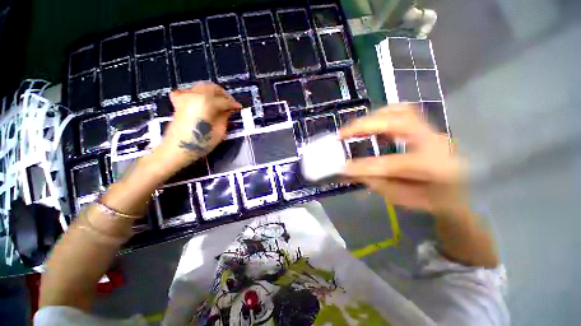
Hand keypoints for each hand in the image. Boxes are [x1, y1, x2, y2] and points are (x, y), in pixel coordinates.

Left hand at [157, 82, 241, 171]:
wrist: (177, 149)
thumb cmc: (201, 143)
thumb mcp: (219, 131)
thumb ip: (224, 116)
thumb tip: (229, 108)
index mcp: (206, 102)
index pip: (224, 100)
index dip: (233, 104)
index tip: (239, 107)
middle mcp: (195, 95)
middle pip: (212, 88)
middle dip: (223, 94)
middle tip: (230, 103)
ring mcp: (185, 96)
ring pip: (202, 86)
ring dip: (212, 92)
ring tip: (219, 101)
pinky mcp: (179, 101)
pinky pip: (189, 90)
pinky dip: (197, 93)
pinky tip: (202, 99)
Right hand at [339, 105, 464, 215]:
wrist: (468, 190)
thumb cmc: (436, 199)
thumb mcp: (405, 198)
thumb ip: (377, 183)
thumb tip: (351, 171)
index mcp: (433, 167)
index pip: (391, 164)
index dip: (363, 166)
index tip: (342, 167)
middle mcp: (435, 142)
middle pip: (397, 121)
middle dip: (364, 126)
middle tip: (342, 134)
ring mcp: (432, 130)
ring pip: (400, 110)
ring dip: (371, 117)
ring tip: (354, 128)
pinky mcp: (426, 126)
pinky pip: (401, 112)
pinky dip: (381, 116)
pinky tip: (370, 127)